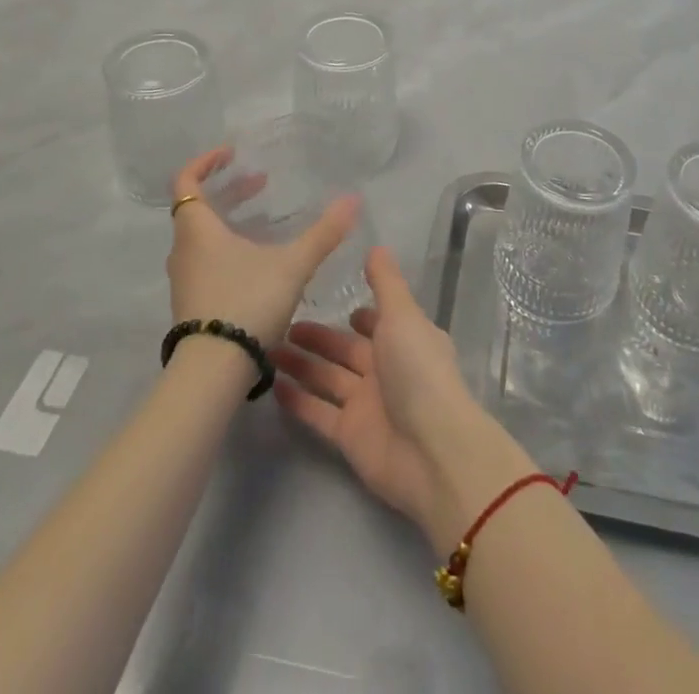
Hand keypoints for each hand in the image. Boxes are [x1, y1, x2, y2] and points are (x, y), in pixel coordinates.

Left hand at [166, 146, 358, 347]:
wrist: (213, 371)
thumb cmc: (247, 302)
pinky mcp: (191, 303)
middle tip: (260, 185)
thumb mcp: (292, 265)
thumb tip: (353, 200)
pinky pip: (205, 260)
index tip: (231, 154)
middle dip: (230, 192)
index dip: (205, 162)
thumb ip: (323, 233)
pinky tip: (257, 261)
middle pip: (198, 208)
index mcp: (197, 229)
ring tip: (263, 222)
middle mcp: (184, 250)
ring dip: (228, 221)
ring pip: (202, 236)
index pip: (186, 181)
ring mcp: (184, 279)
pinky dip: (226, 247)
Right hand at [274, 247, 536, 554]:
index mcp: (406, 339)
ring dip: (301, 364)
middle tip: (281, 322)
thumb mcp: (403, 315)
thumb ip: (386, 283)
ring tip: (267, 347)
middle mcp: (387, 369)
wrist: (431, 451)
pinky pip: (318, 412)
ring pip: (328, 377)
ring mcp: (366, 404)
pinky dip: (298, 400)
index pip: (378, 322)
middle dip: (318, 337)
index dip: (358, 314)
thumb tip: (376, 246)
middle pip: (346, 349)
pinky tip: (271, 384)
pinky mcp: (348, 436)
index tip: (329, 298)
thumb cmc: (419, 371)